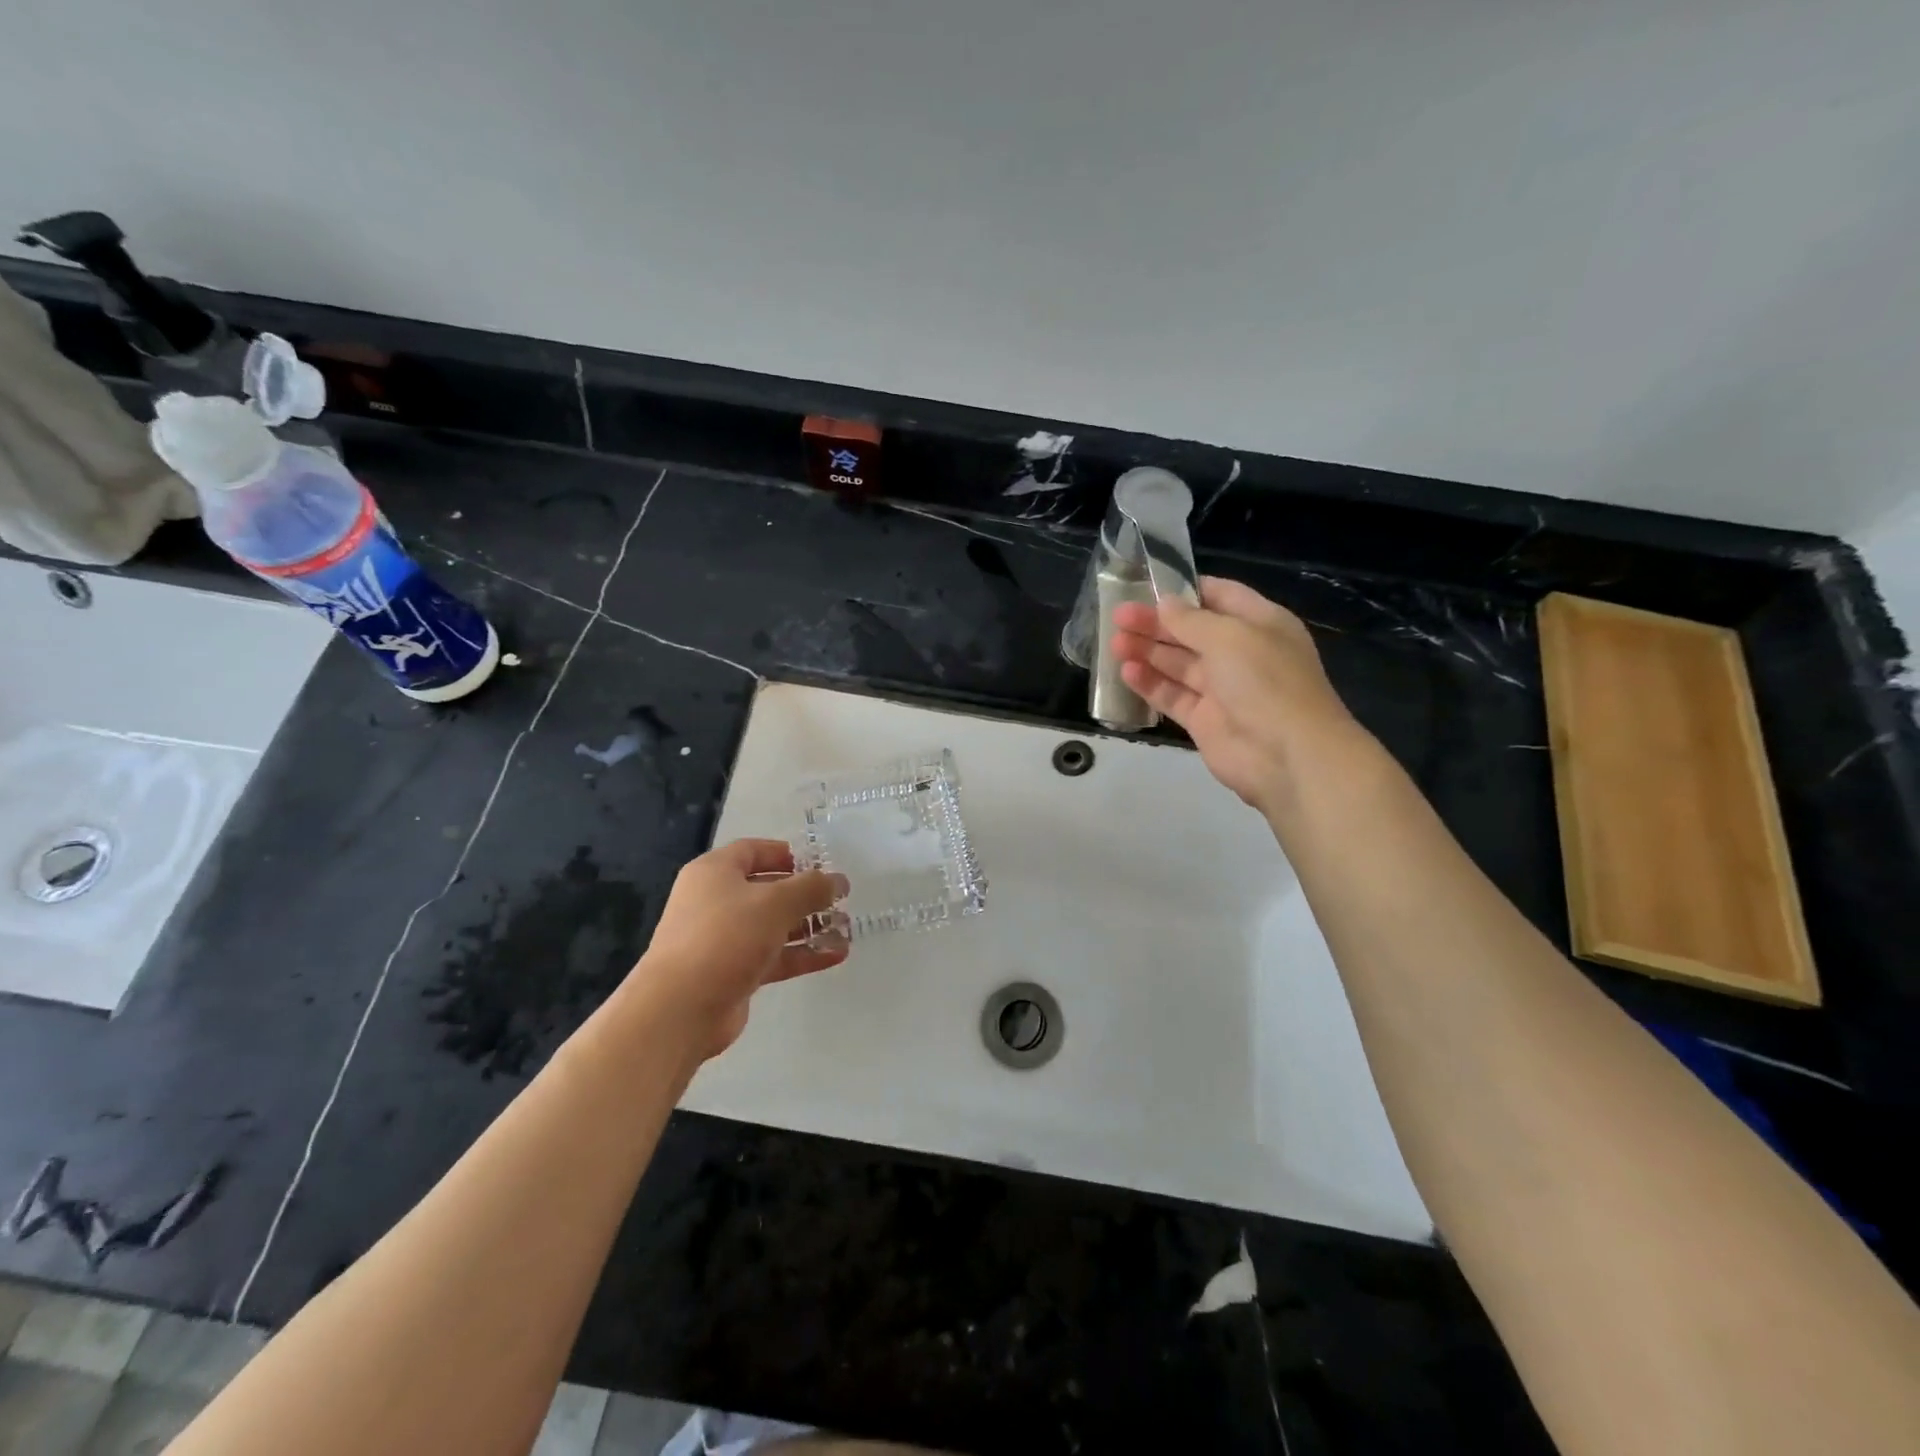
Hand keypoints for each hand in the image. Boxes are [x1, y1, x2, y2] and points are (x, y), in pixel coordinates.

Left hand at [626, 839, 848, 1061]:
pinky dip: (802, 955)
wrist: (680, 1009)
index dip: (788, 854)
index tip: (821, 864)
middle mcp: (716, 901)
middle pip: (767, 889)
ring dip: (808, 927)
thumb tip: (838, 881)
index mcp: (715, 872)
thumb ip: (811, 888)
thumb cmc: (725, 937)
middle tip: (840, 899)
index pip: (754, 850)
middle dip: (805, 894)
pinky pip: (773, 957)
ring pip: (773, 926)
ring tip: (846, 928)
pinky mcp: (733, 973)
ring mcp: (723, 939)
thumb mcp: (775, 903)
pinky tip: (836, 955)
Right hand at [1110, 576, 1362, 813]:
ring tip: (1115, 643)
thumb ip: (1191, 620)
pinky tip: (1126, 672)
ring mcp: (1221, 689)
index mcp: (1260, 623)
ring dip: (1147, 651)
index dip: (1185, 590)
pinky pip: (1172, 696)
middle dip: (1156, 623)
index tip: (1148, 586)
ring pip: (1177, 664)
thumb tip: (1164, 603)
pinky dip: (1150, 684)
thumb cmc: (1266, 681)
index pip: (1219, 596)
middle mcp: (1240, 653)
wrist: (1287, 754)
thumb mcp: (1229, 637)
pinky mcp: (1203, 720)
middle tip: (1118, 616)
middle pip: (1191, 631)